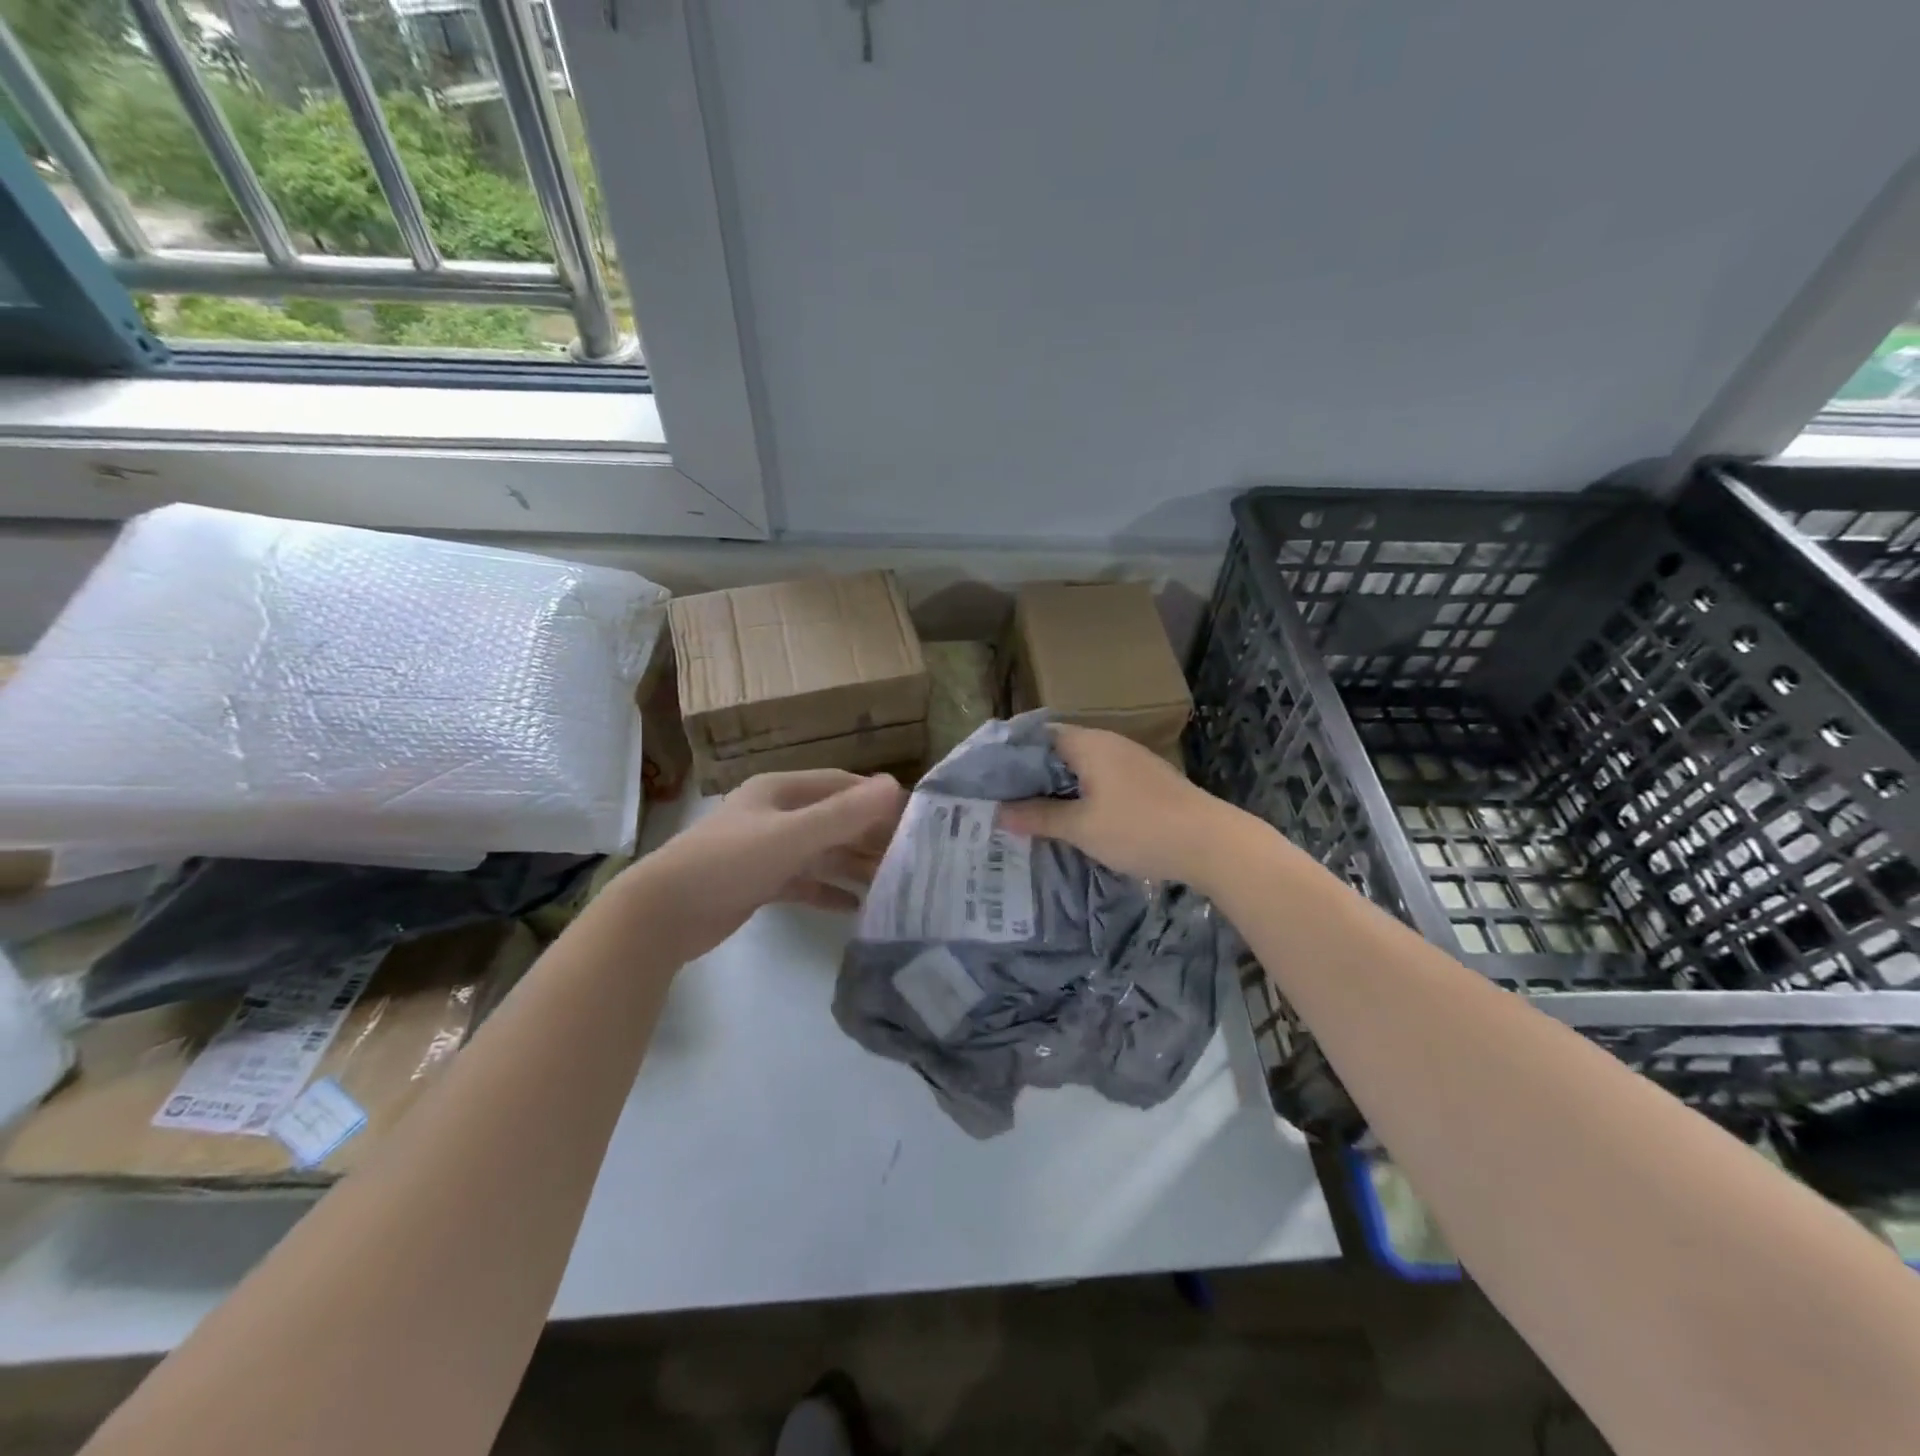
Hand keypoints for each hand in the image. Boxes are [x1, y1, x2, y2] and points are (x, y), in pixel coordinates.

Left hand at [622, 769, 906, 962]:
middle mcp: (777, 814)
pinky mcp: (760, 882)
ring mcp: (767, 850)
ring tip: (893, 884)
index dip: (875, 799)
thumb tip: (895, 786)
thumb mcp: (790, 836)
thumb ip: (843, 814)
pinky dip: (829, 891)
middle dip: (869, 836)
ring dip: (854, 865)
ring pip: (823, 853)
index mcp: (781, 791)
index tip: (913, 818)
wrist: (662, 914)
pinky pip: (806, 882)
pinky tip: (856, 907)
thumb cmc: (727, 863)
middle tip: (910, 857)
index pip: (840, 785)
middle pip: (834, 820)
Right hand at [997, 725, 1230, 885]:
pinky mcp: (1145, 782)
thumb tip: (998, 813)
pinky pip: (1099, 780)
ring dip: (1055, 787)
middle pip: (1057, 751)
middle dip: (1029, 774)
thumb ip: (1038, 817)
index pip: (1037, 735)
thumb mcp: (1082, 828)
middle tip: (1001, 798)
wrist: (1212, 844)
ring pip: (1079, 768)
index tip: (986, 776)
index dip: (1010, 752)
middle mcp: (1108, 744)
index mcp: (1089, 744)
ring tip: (1028, 811)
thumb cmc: (1140, 829)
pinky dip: (1079, 795)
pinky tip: (1070, 819)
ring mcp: (1130, 762)